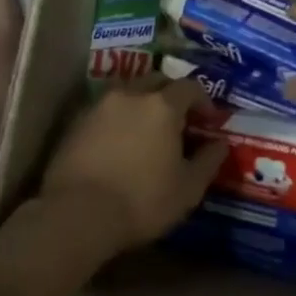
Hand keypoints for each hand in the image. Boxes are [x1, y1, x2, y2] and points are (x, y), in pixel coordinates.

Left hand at [39, 78, 227, 256]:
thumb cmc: (143, 201)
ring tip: (146, 130)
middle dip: (171, 95)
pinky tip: (118, 142)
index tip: (208, 120)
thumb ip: (209, 161)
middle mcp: (130, 95)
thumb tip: (220, 144)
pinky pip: (104, 110)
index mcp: (162, 106)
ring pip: (127, 92)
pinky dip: (117, 118)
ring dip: (141, 103)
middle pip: (156, 81)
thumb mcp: (188, 188)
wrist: (78, 214)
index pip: (189, 87)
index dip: (203, 100)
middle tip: (178, 120)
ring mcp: (98, 106)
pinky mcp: (75, 122)